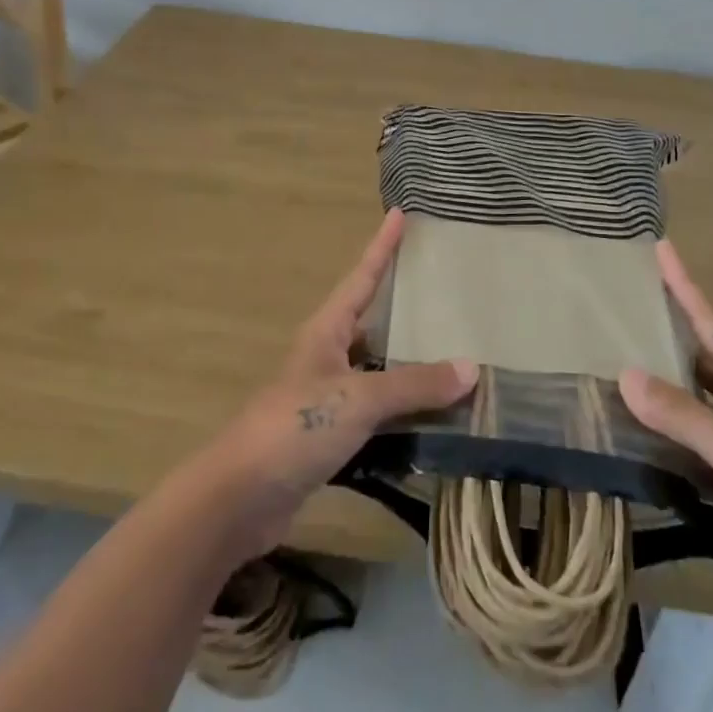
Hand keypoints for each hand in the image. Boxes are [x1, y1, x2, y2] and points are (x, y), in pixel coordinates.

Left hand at [199, 210, 475, 559]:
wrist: (241, 498)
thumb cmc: (295, 427)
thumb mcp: (358, 398)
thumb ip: (413, 384)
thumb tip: (471, 368)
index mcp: (327, 331)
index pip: (362, 277)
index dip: (382, 246)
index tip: (400, 213)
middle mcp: (328, 356)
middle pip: (373, 319)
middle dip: (406, 304)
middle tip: (447, 288)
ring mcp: (328, 397)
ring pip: (379, 368)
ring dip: (411, 364)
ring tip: (456, 351)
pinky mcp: (332, 435)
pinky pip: (379, 412)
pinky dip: (406, 411)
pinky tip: (436, 415)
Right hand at [620, 241, 712, 642]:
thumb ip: (682, 413)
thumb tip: (624, 374)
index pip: (711, 322)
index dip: (685, 285)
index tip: (662, 248)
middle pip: (693, 351)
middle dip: (661, 323)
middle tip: (618, 297)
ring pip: (682, 392)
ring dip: (651, 374)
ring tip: (606, 350)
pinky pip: (677, 432)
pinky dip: (652, 421)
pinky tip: (622, 419)